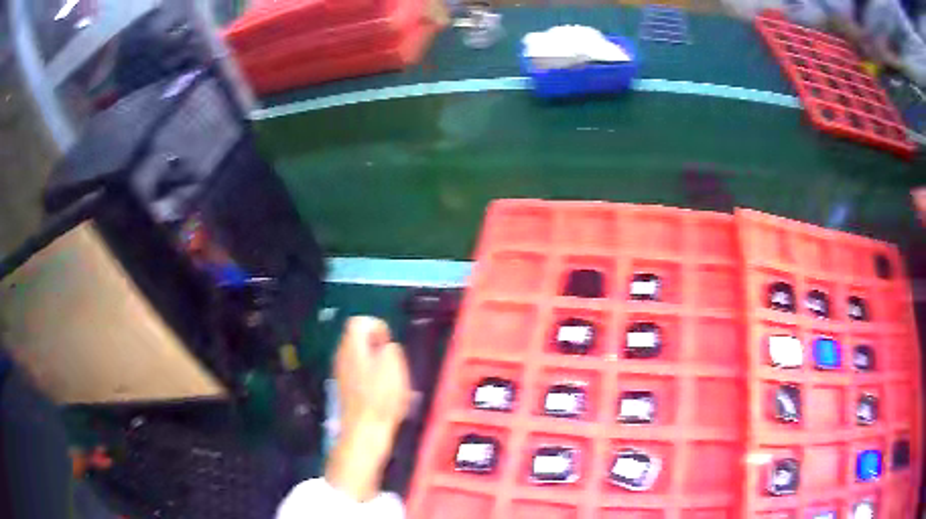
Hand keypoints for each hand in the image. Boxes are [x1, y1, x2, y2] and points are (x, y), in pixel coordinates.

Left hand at [326, 317, 411, 501]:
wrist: (365, 431)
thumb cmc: (381, 398)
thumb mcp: (394, 366)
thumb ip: (390, 348)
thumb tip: (385, 347)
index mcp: (351, 347)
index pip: (358, 322)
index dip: (377, 326)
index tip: (389, 344)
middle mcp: (342, 356)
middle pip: (357, 339)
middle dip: (377, 346)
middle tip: (393, 361)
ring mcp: (341, 374)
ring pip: (359, 357)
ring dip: (376, 363)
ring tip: (391, 379)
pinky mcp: (346, 389)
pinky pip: (359, 373)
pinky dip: (371, 377)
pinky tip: (383, 393)